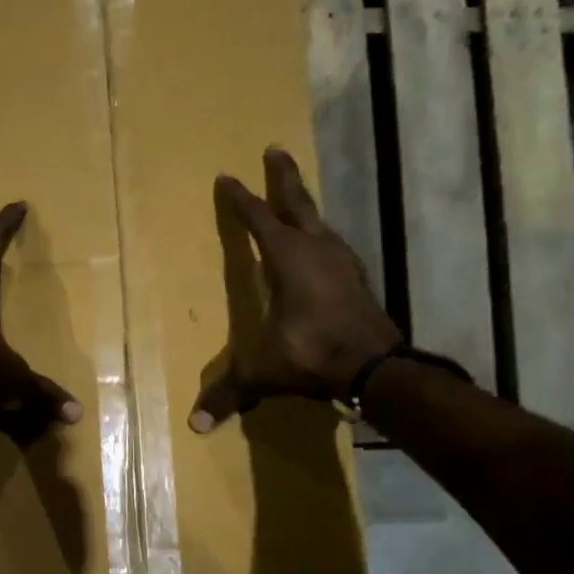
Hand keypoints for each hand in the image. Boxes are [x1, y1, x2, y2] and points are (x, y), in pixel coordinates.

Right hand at [190, 147, 401, 432]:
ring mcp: (343, 262)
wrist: (378, 369)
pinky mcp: (357, 279)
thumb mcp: (264, 370)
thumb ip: (230, 392)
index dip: (241, 199)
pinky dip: (319, 235)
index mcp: (289, 258)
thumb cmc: (314, 355)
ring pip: (320, 222)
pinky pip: (333, 244)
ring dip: (303, 206)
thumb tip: (195, 424)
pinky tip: (319, 246)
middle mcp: (317, 250)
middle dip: (283, 177)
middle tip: (275, 149)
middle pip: (297, 203)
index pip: (258, 220)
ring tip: (293, 198)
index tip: (227, 177)